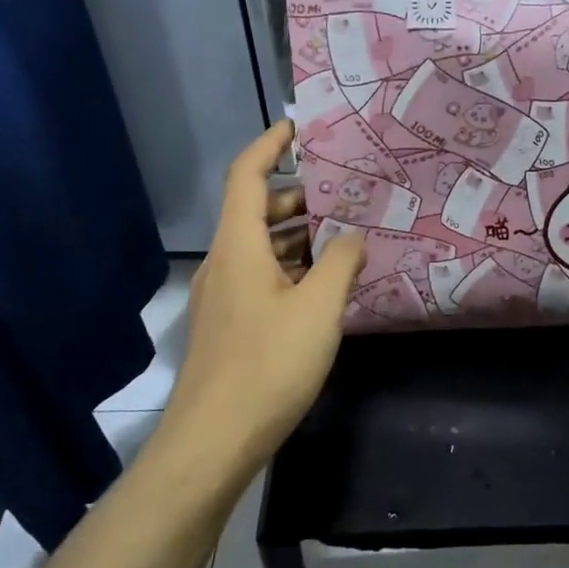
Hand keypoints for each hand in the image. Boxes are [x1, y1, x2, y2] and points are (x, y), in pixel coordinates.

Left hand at [166, 121, 365, 465]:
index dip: (270, 145)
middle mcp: (225, 262)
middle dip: (297, 195)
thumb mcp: (318, 309)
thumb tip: (355, 235)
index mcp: (239, 246)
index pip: (247, 176)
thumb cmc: (268, 365)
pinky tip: (325, 284)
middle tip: (344, 192)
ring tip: (344, 234)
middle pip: (255, 210)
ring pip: (260, 246)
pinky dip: (291, 267)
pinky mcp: (230, 324)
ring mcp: (224, 296)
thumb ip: (341, 263)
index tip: (301, 127)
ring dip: (297, 235)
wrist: (213, 440)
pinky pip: (262, 276)